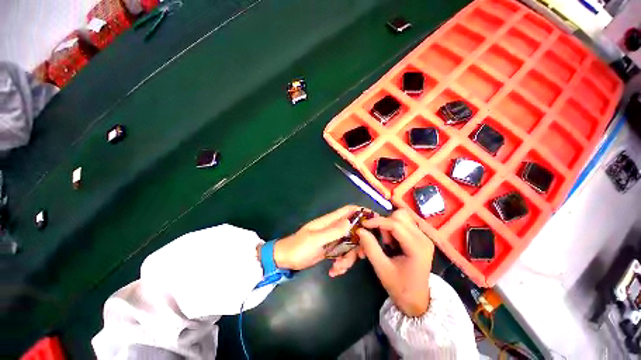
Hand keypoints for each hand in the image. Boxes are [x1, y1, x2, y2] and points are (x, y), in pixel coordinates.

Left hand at [270, 205, 365, 273]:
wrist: (286, 259)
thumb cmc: (298, 247)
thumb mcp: (316, 239)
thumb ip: (333, 231)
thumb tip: (351, 221)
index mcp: (330, 221)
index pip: (349, 210)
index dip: (362, 212)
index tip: (375, 222)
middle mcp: (333, 228)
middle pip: (354, 230)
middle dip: (359, 243)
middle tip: (360, 256)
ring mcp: (333, 239)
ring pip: (350, 245)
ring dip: (348, 258)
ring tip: (338, 268)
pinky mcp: (331, 250)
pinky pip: (343, 254)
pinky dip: (342, 263)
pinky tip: (334, 271)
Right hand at [357, 209, 433, 316]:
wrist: (418, 301)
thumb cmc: (400, 288)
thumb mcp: (382, 269)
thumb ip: (370, 248)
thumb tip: (360, 230)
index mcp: (417, 247)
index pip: (395, 224)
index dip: (377, 222)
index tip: (363, 224)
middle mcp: (423, 238)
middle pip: (400, 216)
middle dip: (385, 224)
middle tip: (381, 241)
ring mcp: (423, 236)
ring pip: (402, 217)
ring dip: (389, 225)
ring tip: (387, 243)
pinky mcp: (420, 237)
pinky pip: (403, 222)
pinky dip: (393, 227)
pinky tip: (392, 242)